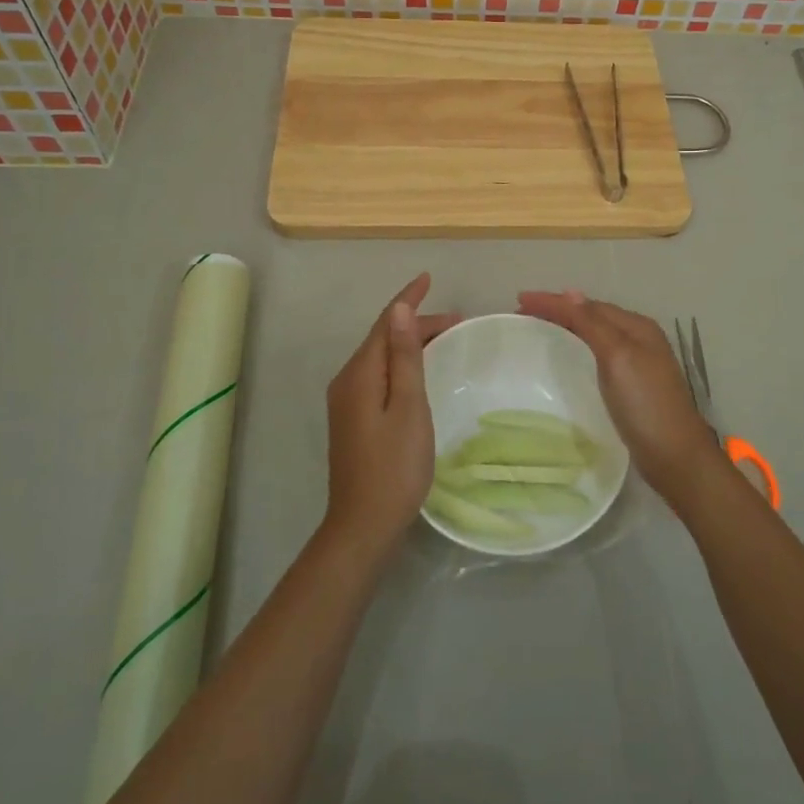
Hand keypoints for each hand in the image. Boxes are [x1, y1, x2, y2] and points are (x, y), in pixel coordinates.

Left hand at [324, 274, 458, 559]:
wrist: (363, 525)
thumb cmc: (394, 466)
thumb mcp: (408, 407)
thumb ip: (404, 357)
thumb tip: (399, 310)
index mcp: (360, 374)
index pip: (384, 323)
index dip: (407, 299)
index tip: (428, 277)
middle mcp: (347, 381)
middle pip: (382, 339)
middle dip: (415, 323)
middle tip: (457, 322)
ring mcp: (346, 402)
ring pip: (380, 358)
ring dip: (409, 344)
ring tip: (444, 340)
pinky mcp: (352, 419)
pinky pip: (377, 376)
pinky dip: (400, 364)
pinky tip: (417, 372)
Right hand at [516, 289, 720, 509]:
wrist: (675, 457)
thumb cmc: (645, 404)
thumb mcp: (618, 357)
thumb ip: (594, 324)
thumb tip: (570, 293)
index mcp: (636, 327)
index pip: (587, 305)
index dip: (554, 301)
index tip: (520, 300)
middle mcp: (639, 339)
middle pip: (593, 315)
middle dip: (560, 309)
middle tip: (525, 311)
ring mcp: (638, 363)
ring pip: (597, 333)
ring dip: (569, 325)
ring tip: (541, 326)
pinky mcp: (632, 386)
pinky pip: (599, 354)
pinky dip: (580, 346)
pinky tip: (571, 356)